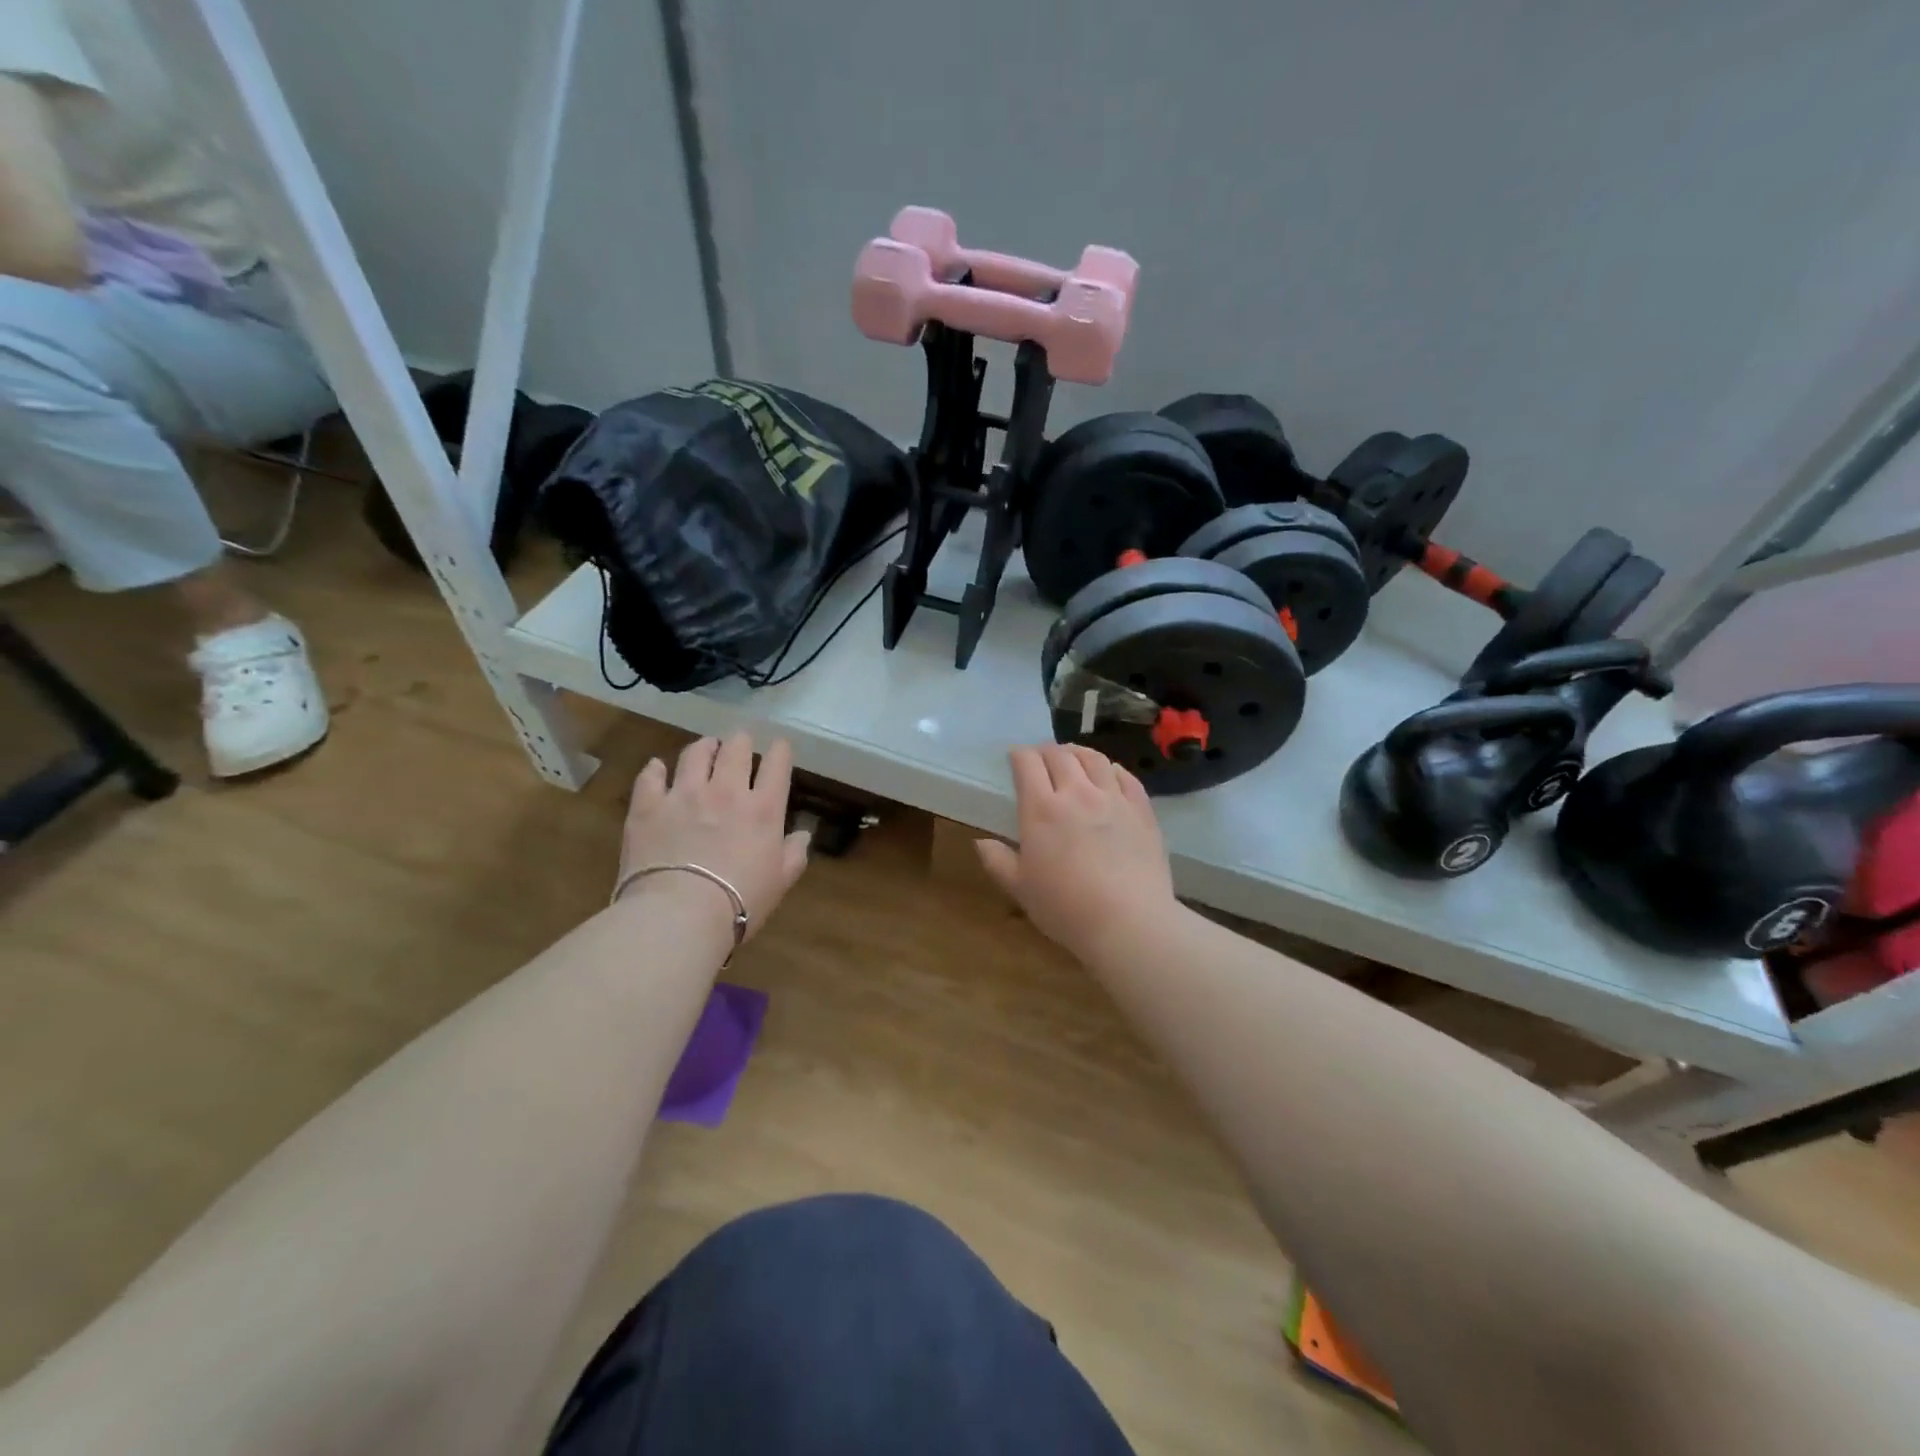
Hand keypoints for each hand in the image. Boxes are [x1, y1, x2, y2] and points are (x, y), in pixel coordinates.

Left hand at [616, 734, 810, 939]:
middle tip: (740, 743)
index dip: (780, 750)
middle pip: (736, 749)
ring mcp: (684, 795)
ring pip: (695, 754)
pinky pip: (651, 776)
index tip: (780, 747)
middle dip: (741, 741)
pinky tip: (658, 768)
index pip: (777, 765)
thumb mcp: (780, 882)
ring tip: (706, 747)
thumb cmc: (740, 902)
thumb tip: (803, 834)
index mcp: (764, 809)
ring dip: (704, 746)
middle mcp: (726, 791)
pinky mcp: (648, 806)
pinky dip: (656, 769)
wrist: (679, 915)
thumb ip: (794, 854)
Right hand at [974, 744, 1176, 961]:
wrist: (1128, 922)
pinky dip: (1112, 769)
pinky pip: (1126, 777)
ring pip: (1094, 759)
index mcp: (1041, 809)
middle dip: (1045, 751)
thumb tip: (980, 843)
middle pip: (1059, 755)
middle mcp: (1077, 794)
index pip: (1027, 763)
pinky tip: (1109, 774)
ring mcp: (1113, 799)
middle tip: (1041, 759)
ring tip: (1072, 758)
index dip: (1019, 755)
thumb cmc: (1065, 908)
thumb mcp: (1020, 889)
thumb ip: (998, 861)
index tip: (1015, 758)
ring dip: (1078, 753)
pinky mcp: (1141, 811)